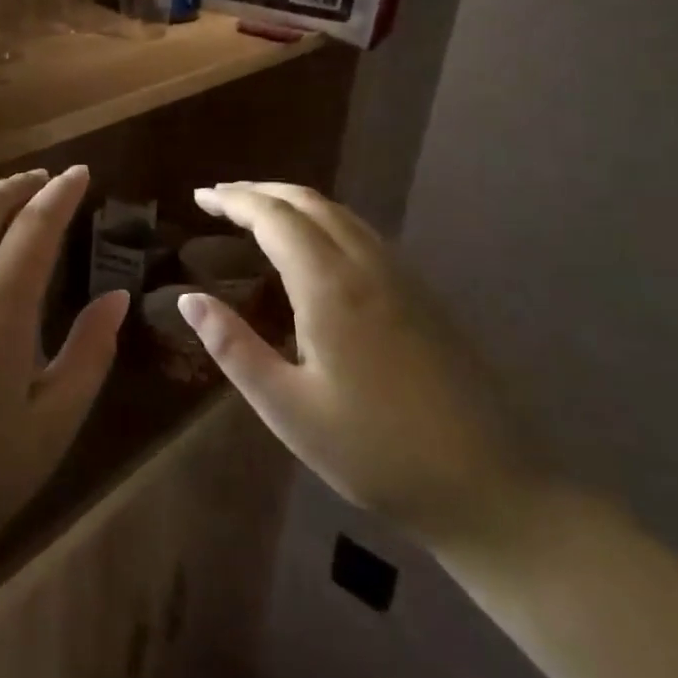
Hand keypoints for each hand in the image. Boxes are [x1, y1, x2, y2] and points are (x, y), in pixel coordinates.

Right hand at [175, 182, 532, 544]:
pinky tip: (314, 247)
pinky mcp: (424, 297)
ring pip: (342, 215)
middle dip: (260, 192)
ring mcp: (404, 279)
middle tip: (219, 198)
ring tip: (257, 213)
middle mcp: (369, 268)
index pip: (274, 218)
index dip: (233, 201)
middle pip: (310, 203)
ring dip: (294, 203)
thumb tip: (189, 299)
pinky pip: (364, 235)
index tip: (199, 197)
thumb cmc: (373, 451)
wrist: (488, 485)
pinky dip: (324, 221)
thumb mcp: (287, 407)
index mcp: (331, 288)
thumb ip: (234, 347)